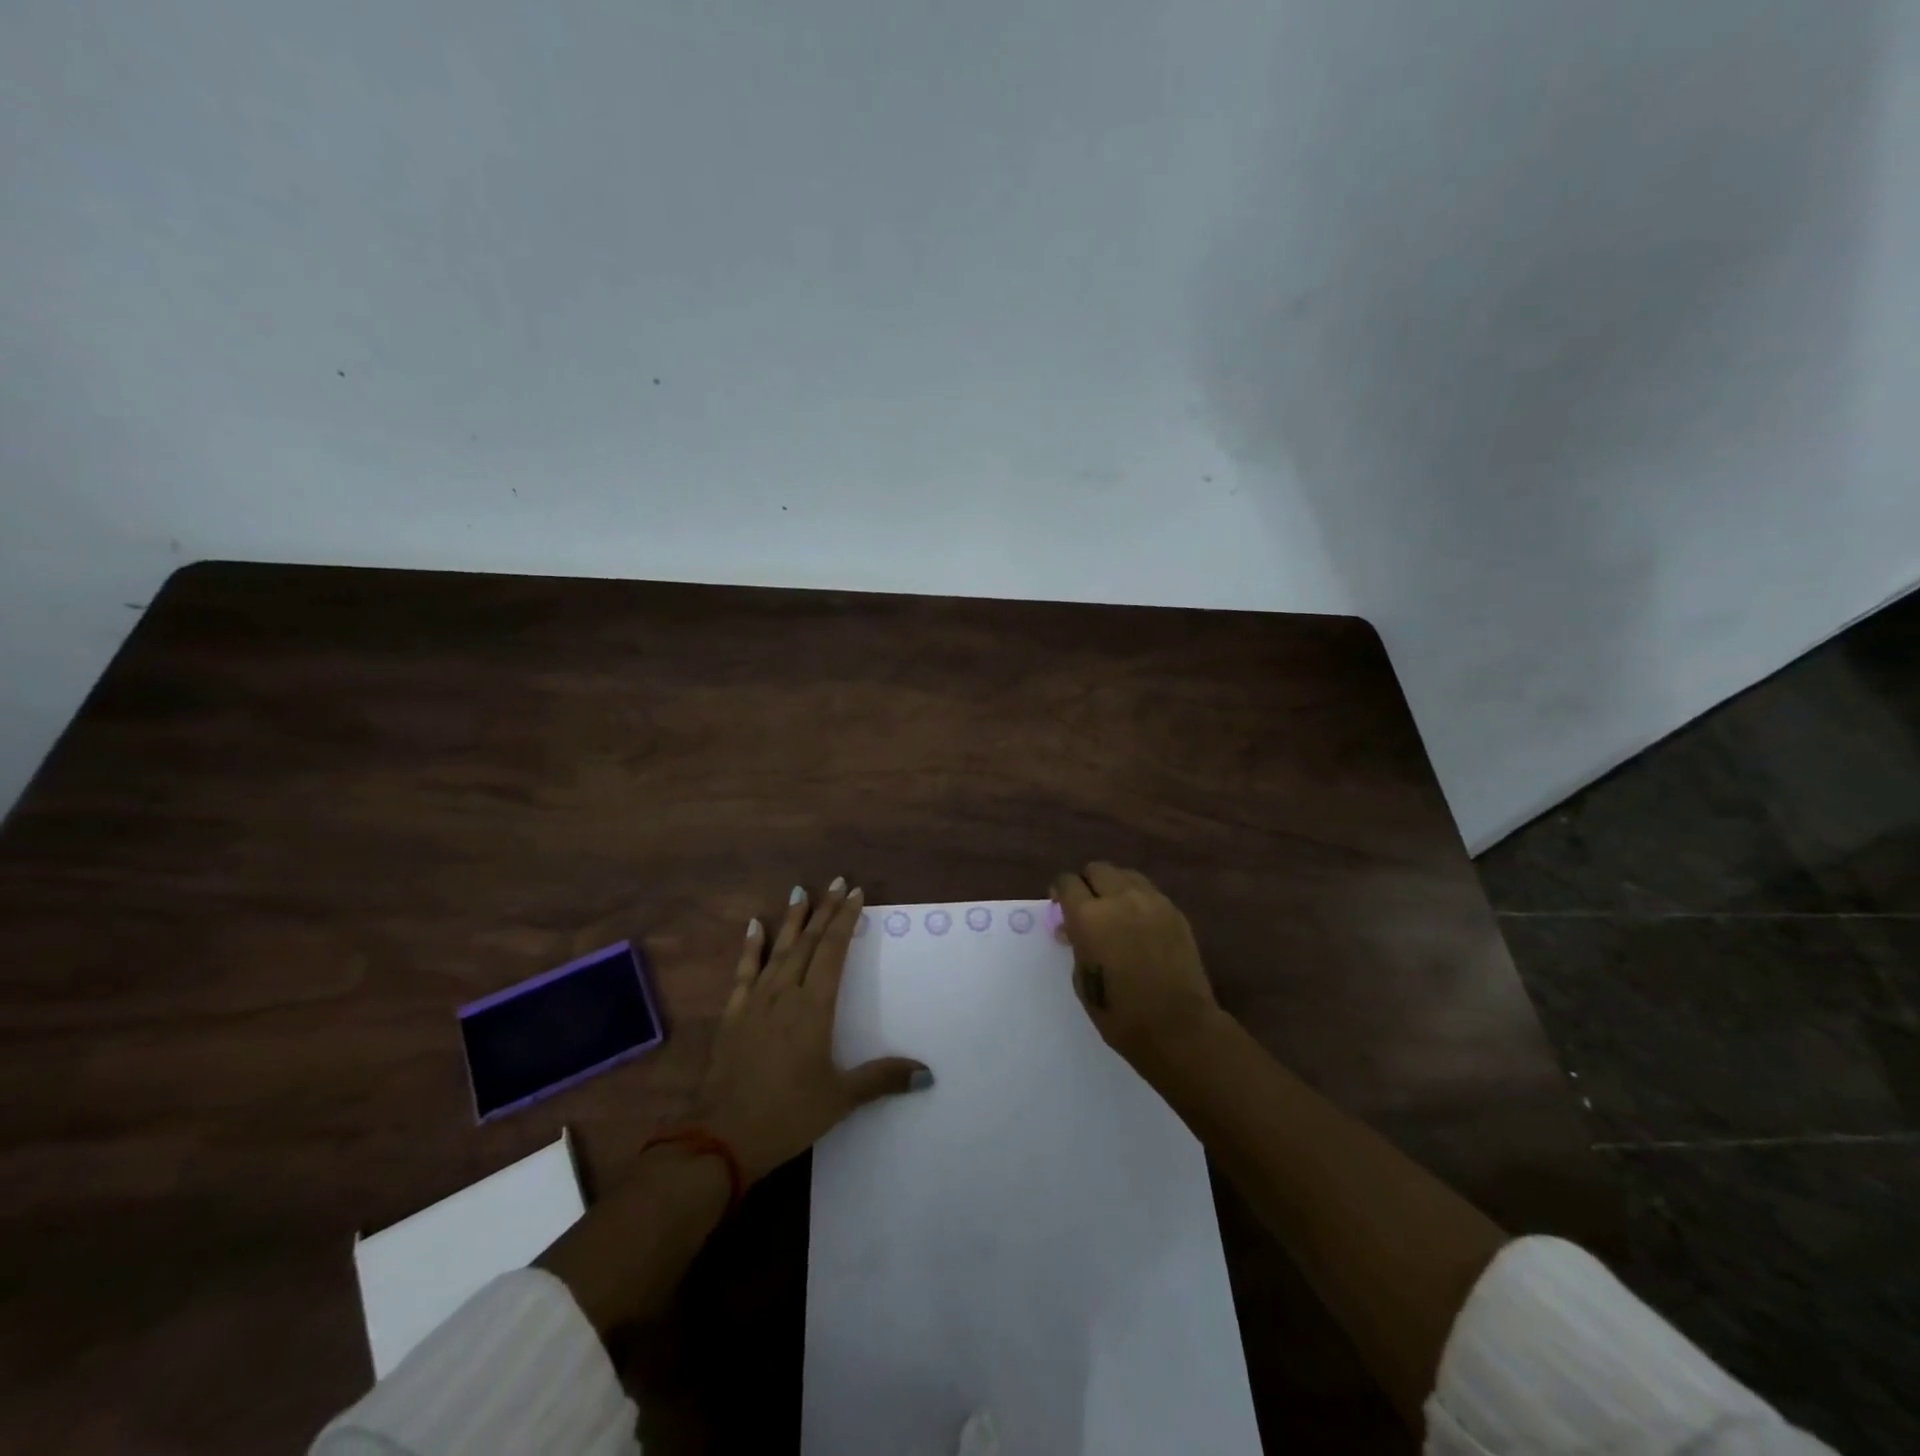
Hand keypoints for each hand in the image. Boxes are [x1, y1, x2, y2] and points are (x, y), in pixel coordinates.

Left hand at [695, 878, 930, 1182]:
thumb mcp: (841, 1098)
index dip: (845, 920)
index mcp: (814, 1008)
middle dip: (824, 910)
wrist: (722, 1137)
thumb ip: (882, 1079)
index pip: (833, 951)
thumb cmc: (788, 1115)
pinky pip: (744, 971)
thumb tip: (927, 1072)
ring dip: (792, 920)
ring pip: (778, 950)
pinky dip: (751, 946)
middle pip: (808, 942)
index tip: (856, 894)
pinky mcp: (734, 1015)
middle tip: (837, 882)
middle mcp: (785, 994)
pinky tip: (753, 926)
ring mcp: (756, 1002)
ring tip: (800, 891)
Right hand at [1052, 863, 1223, 1073]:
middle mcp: (1119, 899)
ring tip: (1115, 911)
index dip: (1060, 891)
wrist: (1178, 1028)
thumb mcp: (1083, 980)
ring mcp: (1151, 902)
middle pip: (1097, 869)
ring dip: (1114, 887)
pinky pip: (1149, 892)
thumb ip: (1077, 944)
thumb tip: (1073, 929)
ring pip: (1125, 875)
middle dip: (1087, 883)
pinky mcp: (1175, 912)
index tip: (1060, 905)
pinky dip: (1137, 900)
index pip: (1067, 882)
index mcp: (1089, 917)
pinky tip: (1139, 925)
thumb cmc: (1120, 1014)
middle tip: (1087, 907)